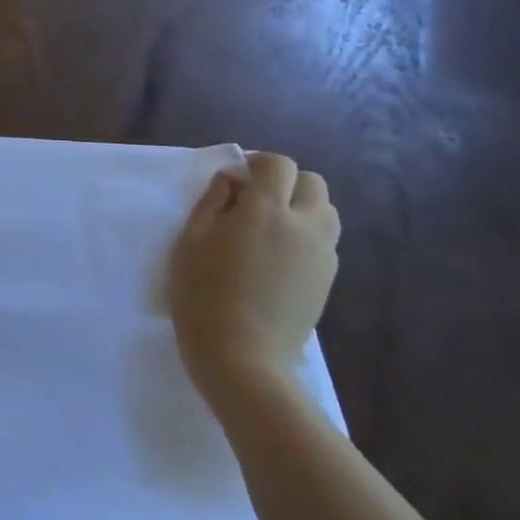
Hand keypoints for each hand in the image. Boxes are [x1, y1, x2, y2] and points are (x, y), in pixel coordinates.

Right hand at [166, 152, 340, 401]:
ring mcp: (322, 255)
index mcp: (265, 211)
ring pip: (326, 211)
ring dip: (302, 207)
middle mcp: (304, 226)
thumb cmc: (202, 292)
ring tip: (269, 227)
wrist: (240, 356)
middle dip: (285, 182)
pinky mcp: (328, 280)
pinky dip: (307, 234)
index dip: (257, 163)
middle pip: (312, 183)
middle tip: (253, 200)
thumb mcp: (191, 239)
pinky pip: (325, 241)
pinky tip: (278, 256)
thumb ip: (213, 202)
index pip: (278, 165)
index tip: (236, 179)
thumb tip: (231, 180)